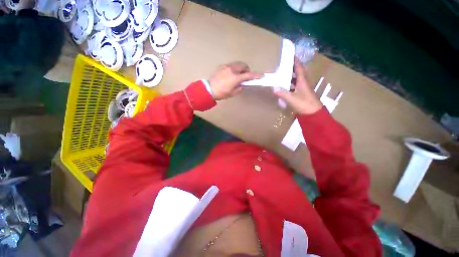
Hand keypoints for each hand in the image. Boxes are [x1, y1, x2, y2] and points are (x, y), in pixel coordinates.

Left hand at [209, 62, 260, 99]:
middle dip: (247, 69)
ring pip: (237, 63)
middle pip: (243, 65)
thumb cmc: (222, 93)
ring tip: (238, 74)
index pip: (249, 75)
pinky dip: (234, 68)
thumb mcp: (233, 93)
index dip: (256, 75)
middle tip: (246, 75)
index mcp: (235, 78)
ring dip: (241, 68)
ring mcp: (226, 66)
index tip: (261, 75)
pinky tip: (230, 74)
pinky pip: (231, 65)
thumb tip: (243, 83)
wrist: (209, 89)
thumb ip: (240, 87)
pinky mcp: (222, 66)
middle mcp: (232, 70)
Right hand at [275, 58, 321, 114]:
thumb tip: (274, 89)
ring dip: (290, 77)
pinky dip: (290, 84)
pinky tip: (285, 86)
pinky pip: (296, 86)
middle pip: (298, 72)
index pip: (299, 68)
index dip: (295, 61)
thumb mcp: (291, 98)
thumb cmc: (304, 104)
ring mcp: (304, 88)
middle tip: (283, 65)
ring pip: (297, 79)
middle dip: (291, 68)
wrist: (313, 113)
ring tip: (282, 75)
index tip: (290, 55)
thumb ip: (282, 93)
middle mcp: (304, 82)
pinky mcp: (303, 94)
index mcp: (303, 81)